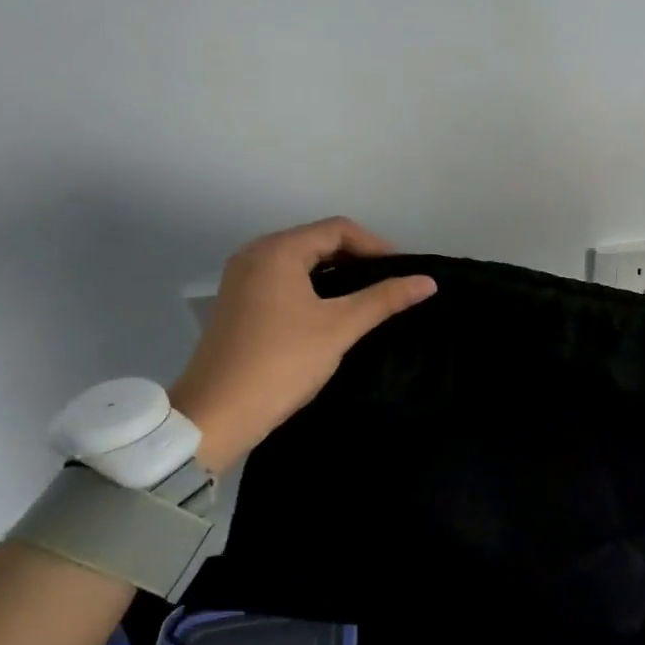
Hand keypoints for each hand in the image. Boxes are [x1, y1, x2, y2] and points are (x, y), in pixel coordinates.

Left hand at [170, 217, 435, 471]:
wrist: (216, 415)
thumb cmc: (281, 363)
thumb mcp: (339, 328)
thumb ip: (384, 299)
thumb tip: (428, 281)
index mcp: (278, 250)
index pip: (338, 229)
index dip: (376, 246)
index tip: (402, 273)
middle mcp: (256, 254)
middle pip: (318, 241)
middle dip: (358, 259)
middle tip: (390, 286)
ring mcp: (243, 279)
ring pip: (302, 263)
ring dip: (337, 275)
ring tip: (368, 299)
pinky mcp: (238, 303)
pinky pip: (285, 281)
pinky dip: (314, 288)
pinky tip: (333, 312)